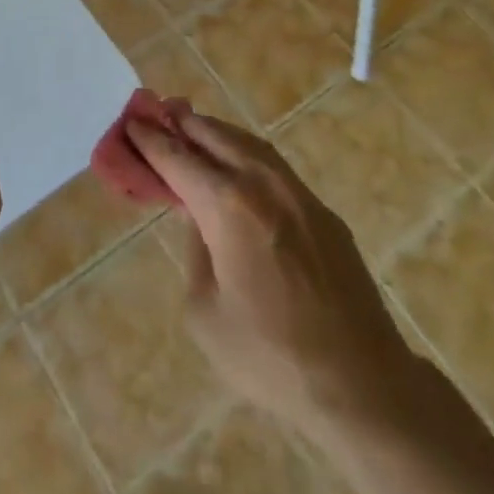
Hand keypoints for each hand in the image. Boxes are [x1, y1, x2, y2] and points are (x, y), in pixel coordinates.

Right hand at [129, 110, 411, 438]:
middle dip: (183, 123)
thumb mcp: (206, 313)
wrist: (361, 383)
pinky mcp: (322, 211)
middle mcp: (261, 184)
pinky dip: (246, 153)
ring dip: (216, 132)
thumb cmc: (271, 357)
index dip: (151, 140)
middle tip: (158, 110)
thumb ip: (195, 252)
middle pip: (214, 136)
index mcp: (227, 206)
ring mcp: (298, 193)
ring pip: (248, 143)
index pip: (178, 159)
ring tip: (194, 126)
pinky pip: (274, 166)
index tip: (132, 122)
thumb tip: (201, 221)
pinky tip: (239, 164)